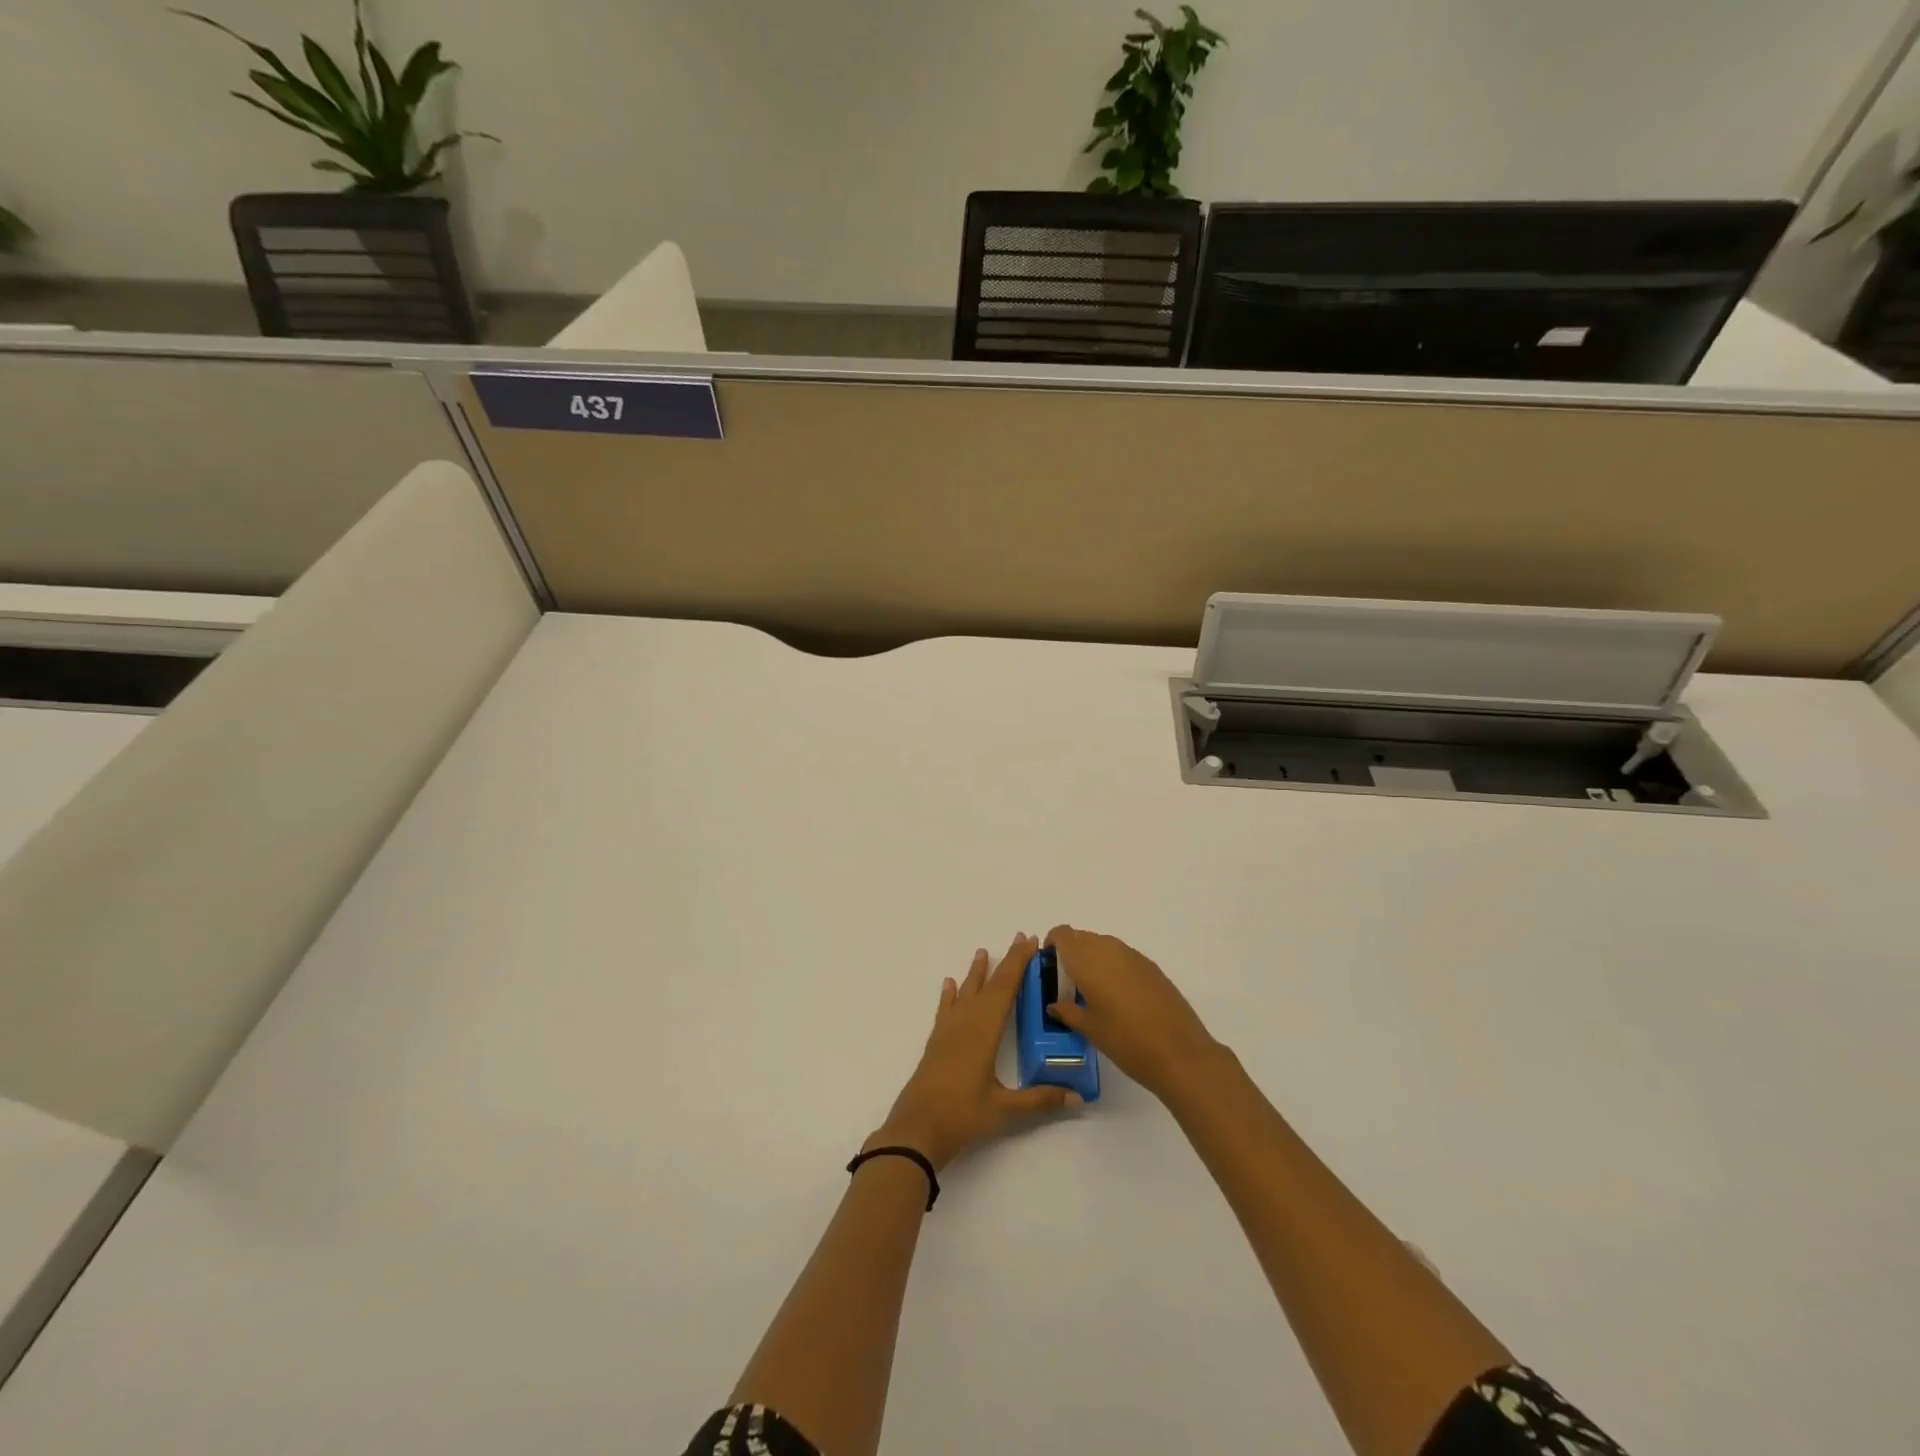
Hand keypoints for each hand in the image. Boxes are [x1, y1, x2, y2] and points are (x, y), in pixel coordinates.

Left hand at [868, 934, 1080, 1171]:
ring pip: (965, 992)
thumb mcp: (1005, 1109)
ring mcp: (948, 1031)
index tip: (1029, 941)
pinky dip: (949, 995)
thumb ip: (1040, 1100)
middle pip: (988, 984)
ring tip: (982, 952)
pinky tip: (949, 984)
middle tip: (1019, 939)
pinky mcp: (937, 1043)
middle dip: (1005, 962)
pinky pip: (946, 1009)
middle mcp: (966, 1022)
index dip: (1018, 963)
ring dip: (977, 973)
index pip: (1005, 988)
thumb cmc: (962, 1115)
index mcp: (984, 1030)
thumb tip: (1077, 1097)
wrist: (916, 1130)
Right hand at [1044, 925, 1220, 1100]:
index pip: (1063, 935)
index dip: (1052, 944)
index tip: (1049, 966)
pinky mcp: (1151, 966)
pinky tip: (1118, 996)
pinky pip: (1122, 956)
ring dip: (1093, 959)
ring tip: (1093, 991)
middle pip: (1082, 937)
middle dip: (1071, 953)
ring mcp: (1133, 956)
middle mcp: (1109, 949)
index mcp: (1088, 961)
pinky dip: (1113, 966)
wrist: (1180, 1053)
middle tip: (1068, 984)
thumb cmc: (1126, 1041)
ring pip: (1103, 945)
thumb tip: (1055, 1004)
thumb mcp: (1090, 1029)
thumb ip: (1068, 1011)